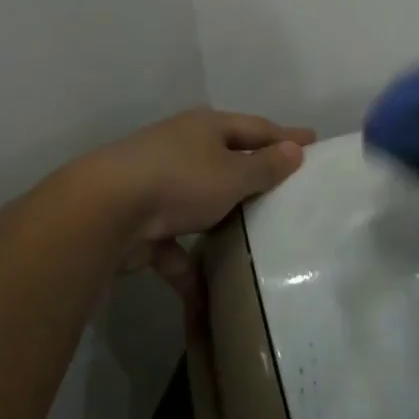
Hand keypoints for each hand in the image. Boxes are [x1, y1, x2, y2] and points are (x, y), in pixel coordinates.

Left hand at [82, 109, 316, 300]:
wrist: (104, 210)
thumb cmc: (180, 181)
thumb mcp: (233, 174)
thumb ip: (265, 166)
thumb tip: (295, 150)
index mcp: (206, 128)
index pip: (257, 128)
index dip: (286, 137)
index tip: (313, 142)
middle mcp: (181, 148)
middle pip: (227, 160)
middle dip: (254, 174)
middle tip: (287, 188)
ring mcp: (158, 183)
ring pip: (200, 201)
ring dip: (222, 217)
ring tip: (254, 235)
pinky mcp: (141, 221)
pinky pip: (173, 242)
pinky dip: (187, 261)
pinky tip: (205, 290)